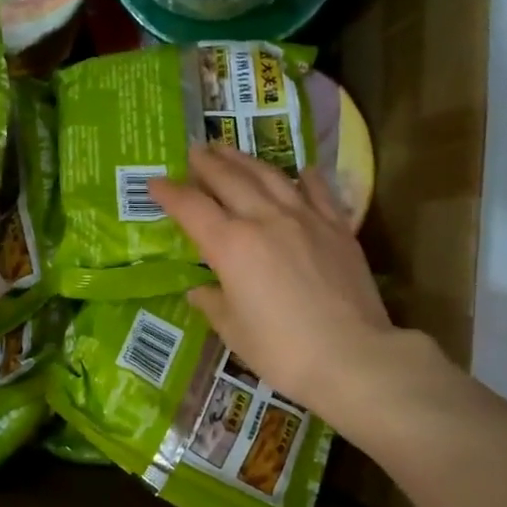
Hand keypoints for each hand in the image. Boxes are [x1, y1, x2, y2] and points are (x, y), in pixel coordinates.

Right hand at [148, 145, 425, 430]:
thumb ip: (214, 303)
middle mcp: (265, 220)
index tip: (154, 182)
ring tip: (229, 149)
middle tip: (193, 150)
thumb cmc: (282, 351)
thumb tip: (201, 289)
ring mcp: (306, 219)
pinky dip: (305, 178)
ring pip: (270, 177)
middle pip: (230, 180)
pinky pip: (319, 192)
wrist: (352, 356)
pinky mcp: (338, 229)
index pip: (192, 208)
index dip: (170, 193)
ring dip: (245, 160)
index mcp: (231, 246)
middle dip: (207, 163)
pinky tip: (300, 170)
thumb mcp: (234, 331)